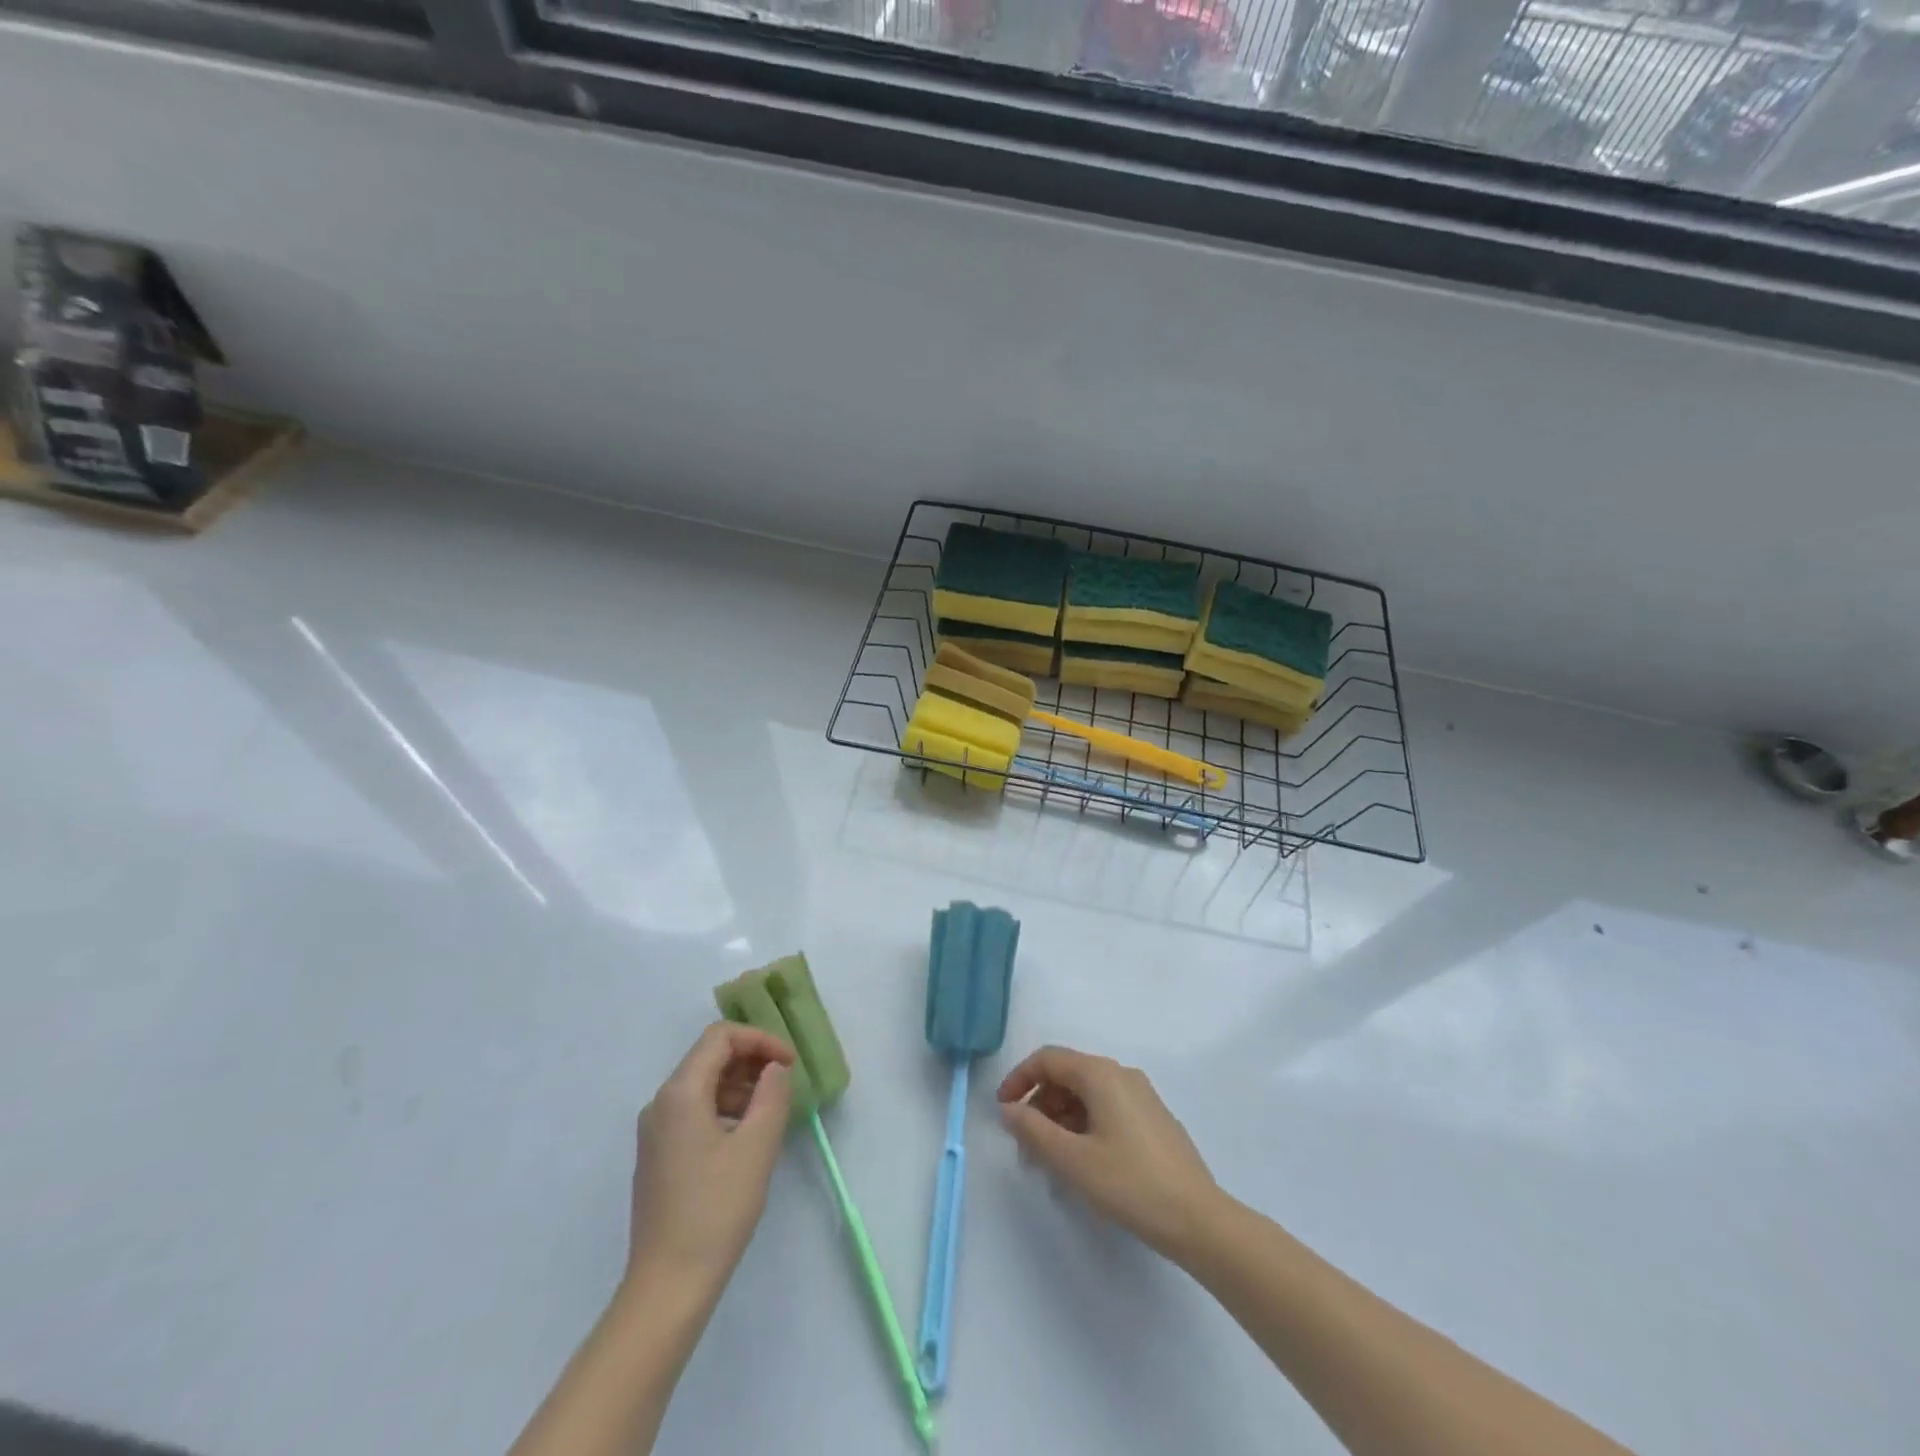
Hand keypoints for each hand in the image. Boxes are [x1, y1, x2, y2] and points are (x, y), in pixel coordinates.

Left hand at [627, 1023, 794, 1297]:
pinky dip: (725, 1108)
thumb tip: (774, 1069)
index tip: (789, 1063)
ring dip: (740, 1085)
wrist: (667, 1287)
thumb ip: (772, 1095)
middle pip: (708, 1057)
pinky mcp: (658, 1156)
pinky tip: (747, 1136)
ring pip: (702, 1085)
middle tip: (786, 1082)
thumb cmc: (716, 1210)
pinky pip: (694, 1112)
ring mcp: (655, 1132)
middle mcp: (660, 1104)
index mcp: (680, 1093)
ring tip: (772, 1109)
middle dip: (751, 1060)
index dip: (759, 1040)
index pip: (720, 1038)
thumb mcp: (757, 1147)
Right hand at [997, 1045, 1220, 1261]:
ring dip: (1061, 1118)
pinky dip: (1084, 1124)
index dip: (1019, 1079)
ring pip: (1087, 1093)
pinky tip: (1083, 1161)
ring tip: (1051, 1160)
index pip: (1048, 1059)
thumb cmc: (1130, 1184)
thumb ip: (1033, 1130)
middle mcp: (1121, 1074)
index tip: (1003, 1111)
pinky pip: (1106, 1107)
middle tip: (1026, 1146)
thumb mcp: (1072, 1160)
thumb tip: (1009, 1109)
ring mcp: (1141, 1095)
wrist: (1198, 1219)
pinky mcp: (1153, 1118)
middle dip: (1040, 1104)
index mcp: (1101, 1074)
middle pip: (1067, 1075)